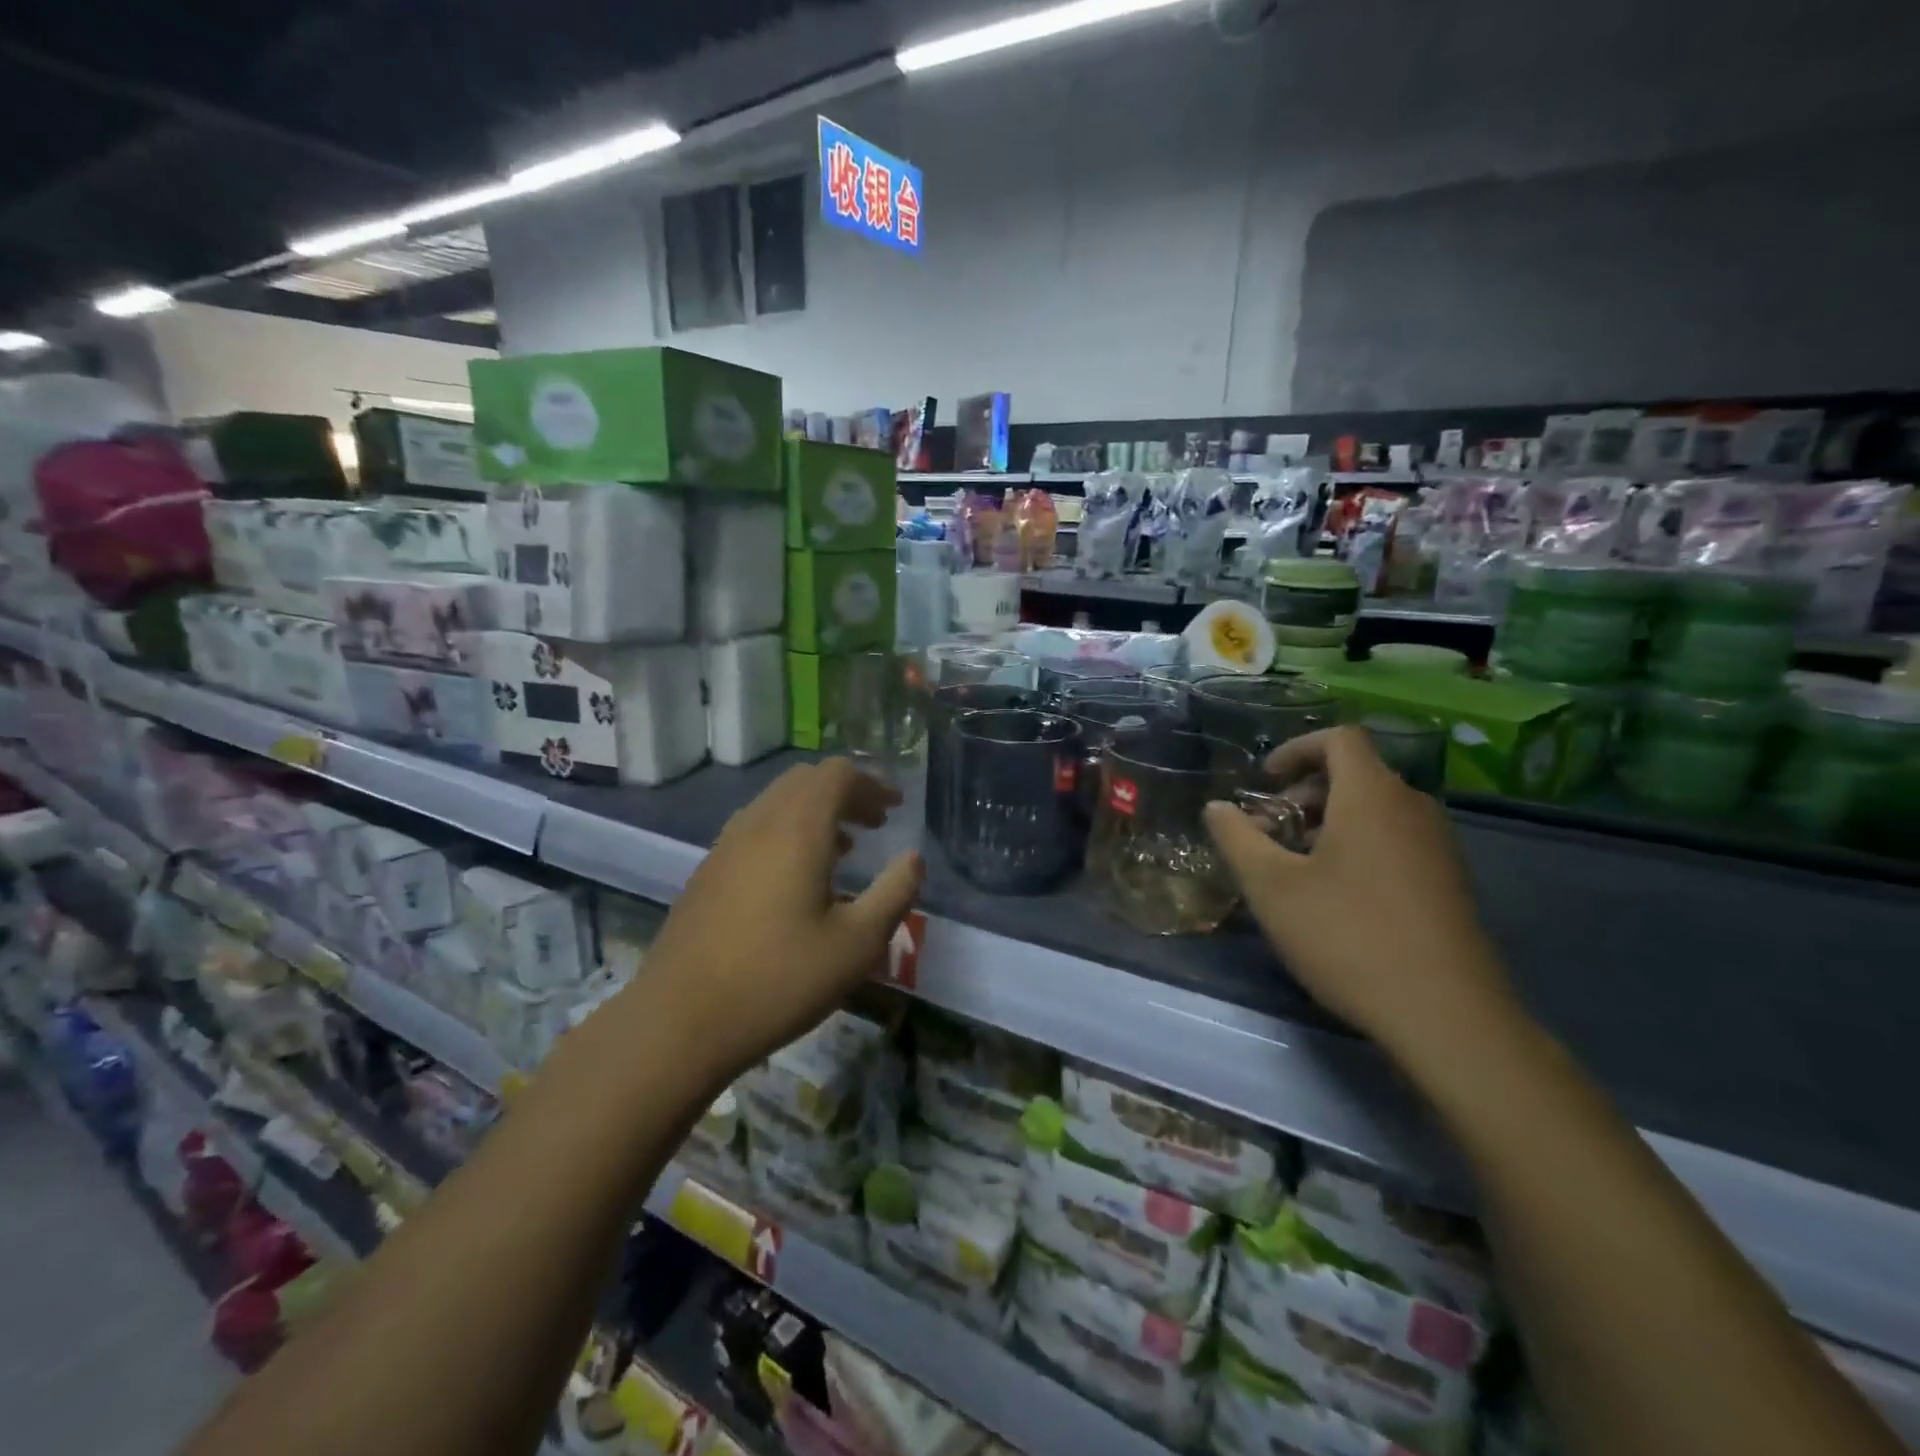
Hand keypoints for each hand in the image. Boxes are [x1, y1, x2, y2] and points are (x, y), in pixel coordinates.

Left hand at [635, 760, 922, 1085]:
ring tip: (843, 850)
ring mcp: (725, 846)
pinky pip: (754, 827)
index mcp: (797, 829)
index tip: (895, 809)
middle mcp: (758, 823)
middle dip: (845, 793)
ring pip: (776, 802)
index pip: (836, 774)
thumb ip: (894, 893)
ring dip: (814, 811)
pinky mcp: (707, 872)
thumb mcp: (857, 944)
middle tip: (874, 824)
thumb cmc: (779, 980)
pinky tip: (796, 878)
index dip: (872, 783)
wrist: (679, 1021)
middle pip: (805, 780)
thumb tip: (913, 859)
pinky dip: (786, 831)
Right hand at [1203, 726, 1511, 1052]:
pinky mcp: (1450, 882)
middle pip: (1356, 774)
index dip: (1296, 749)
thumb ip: (1237, 838)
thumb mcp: (1271, 887)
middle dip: (1304, 792)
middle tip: (1271, 832)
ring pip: (1376, 809)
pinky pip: (1396, 839)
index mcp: (1371, 796)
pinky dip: (1359, 845)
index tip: (1265, 782)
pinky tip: (1337, 896)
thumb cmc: (1347, 936)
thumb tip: (1217, 808)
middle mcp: (1412, 808)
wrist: (1446, 1015)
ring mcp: (1439, 846)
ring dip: (1329, 822)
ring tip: (1297, 867)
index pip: (1340, 738)